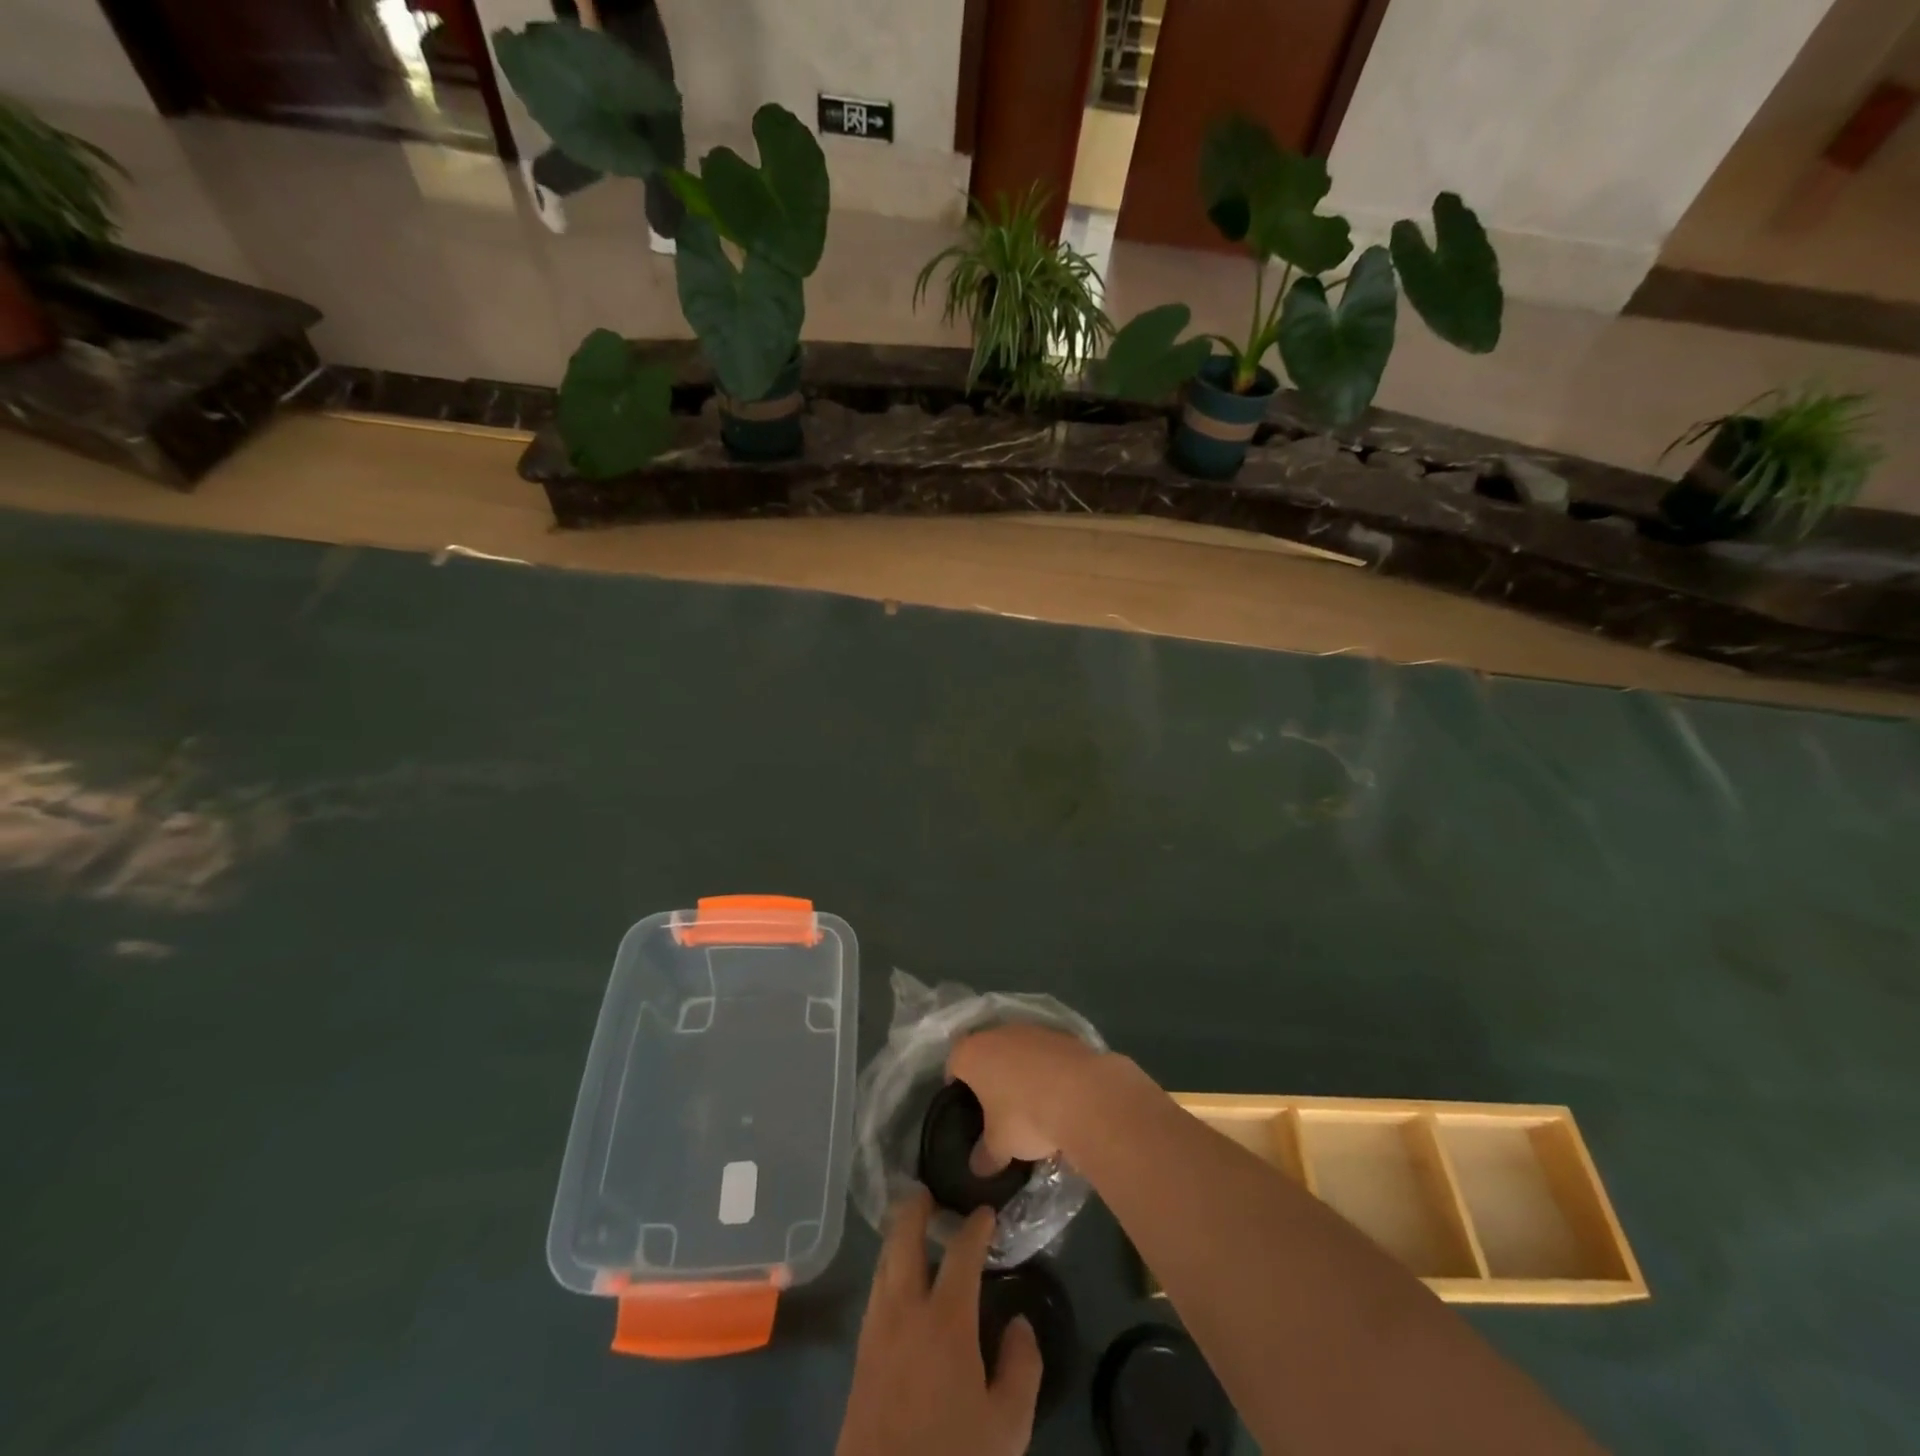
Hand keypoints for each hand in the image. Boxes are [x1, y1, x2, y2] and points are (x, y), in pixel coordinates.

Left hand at [836, 1190, 1042, 1455]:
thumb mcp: (1007, 1426)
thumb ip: (1022, 1367)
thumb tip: (1019, 1322)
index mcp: (945, 1319)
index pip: (961, 1253)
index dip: (975, 1227)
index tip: (986, 1212)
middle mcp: (905, 1309)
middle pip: (903, 1239)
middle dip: (915, 1209)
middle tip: (927, 1192)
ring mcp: (876, 1329)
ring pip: (883, 1263)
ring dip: (898, 1237)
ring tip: (912, 1228)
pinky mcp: (860, 1354)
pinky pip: (875, 1291)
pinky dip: (887, 1269)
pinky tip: (898, 1281)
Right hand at [947, 1023, 1103, 1171]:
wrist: (1084, 1095)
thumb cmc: (1026, 1116)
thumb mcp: (1000, 1146)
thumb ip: (985, 1155)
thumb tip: (978, 1167)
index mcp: (973, 1053)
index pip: (953, 1064)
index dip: (956, 1085)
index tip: (964, 1106)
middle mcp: (999, 1032)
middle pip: (987, 1052)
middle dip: (990, 1076)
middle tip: (995, 1107)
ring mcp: (1032, 1029)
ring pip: (1018, 1050)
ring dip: (1021, 1071)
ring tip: (1031, 1103)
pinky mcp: (1062, 1035)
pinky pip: (1045, 1054)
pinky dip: (1047, 1069)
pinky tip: (1057, 1095)